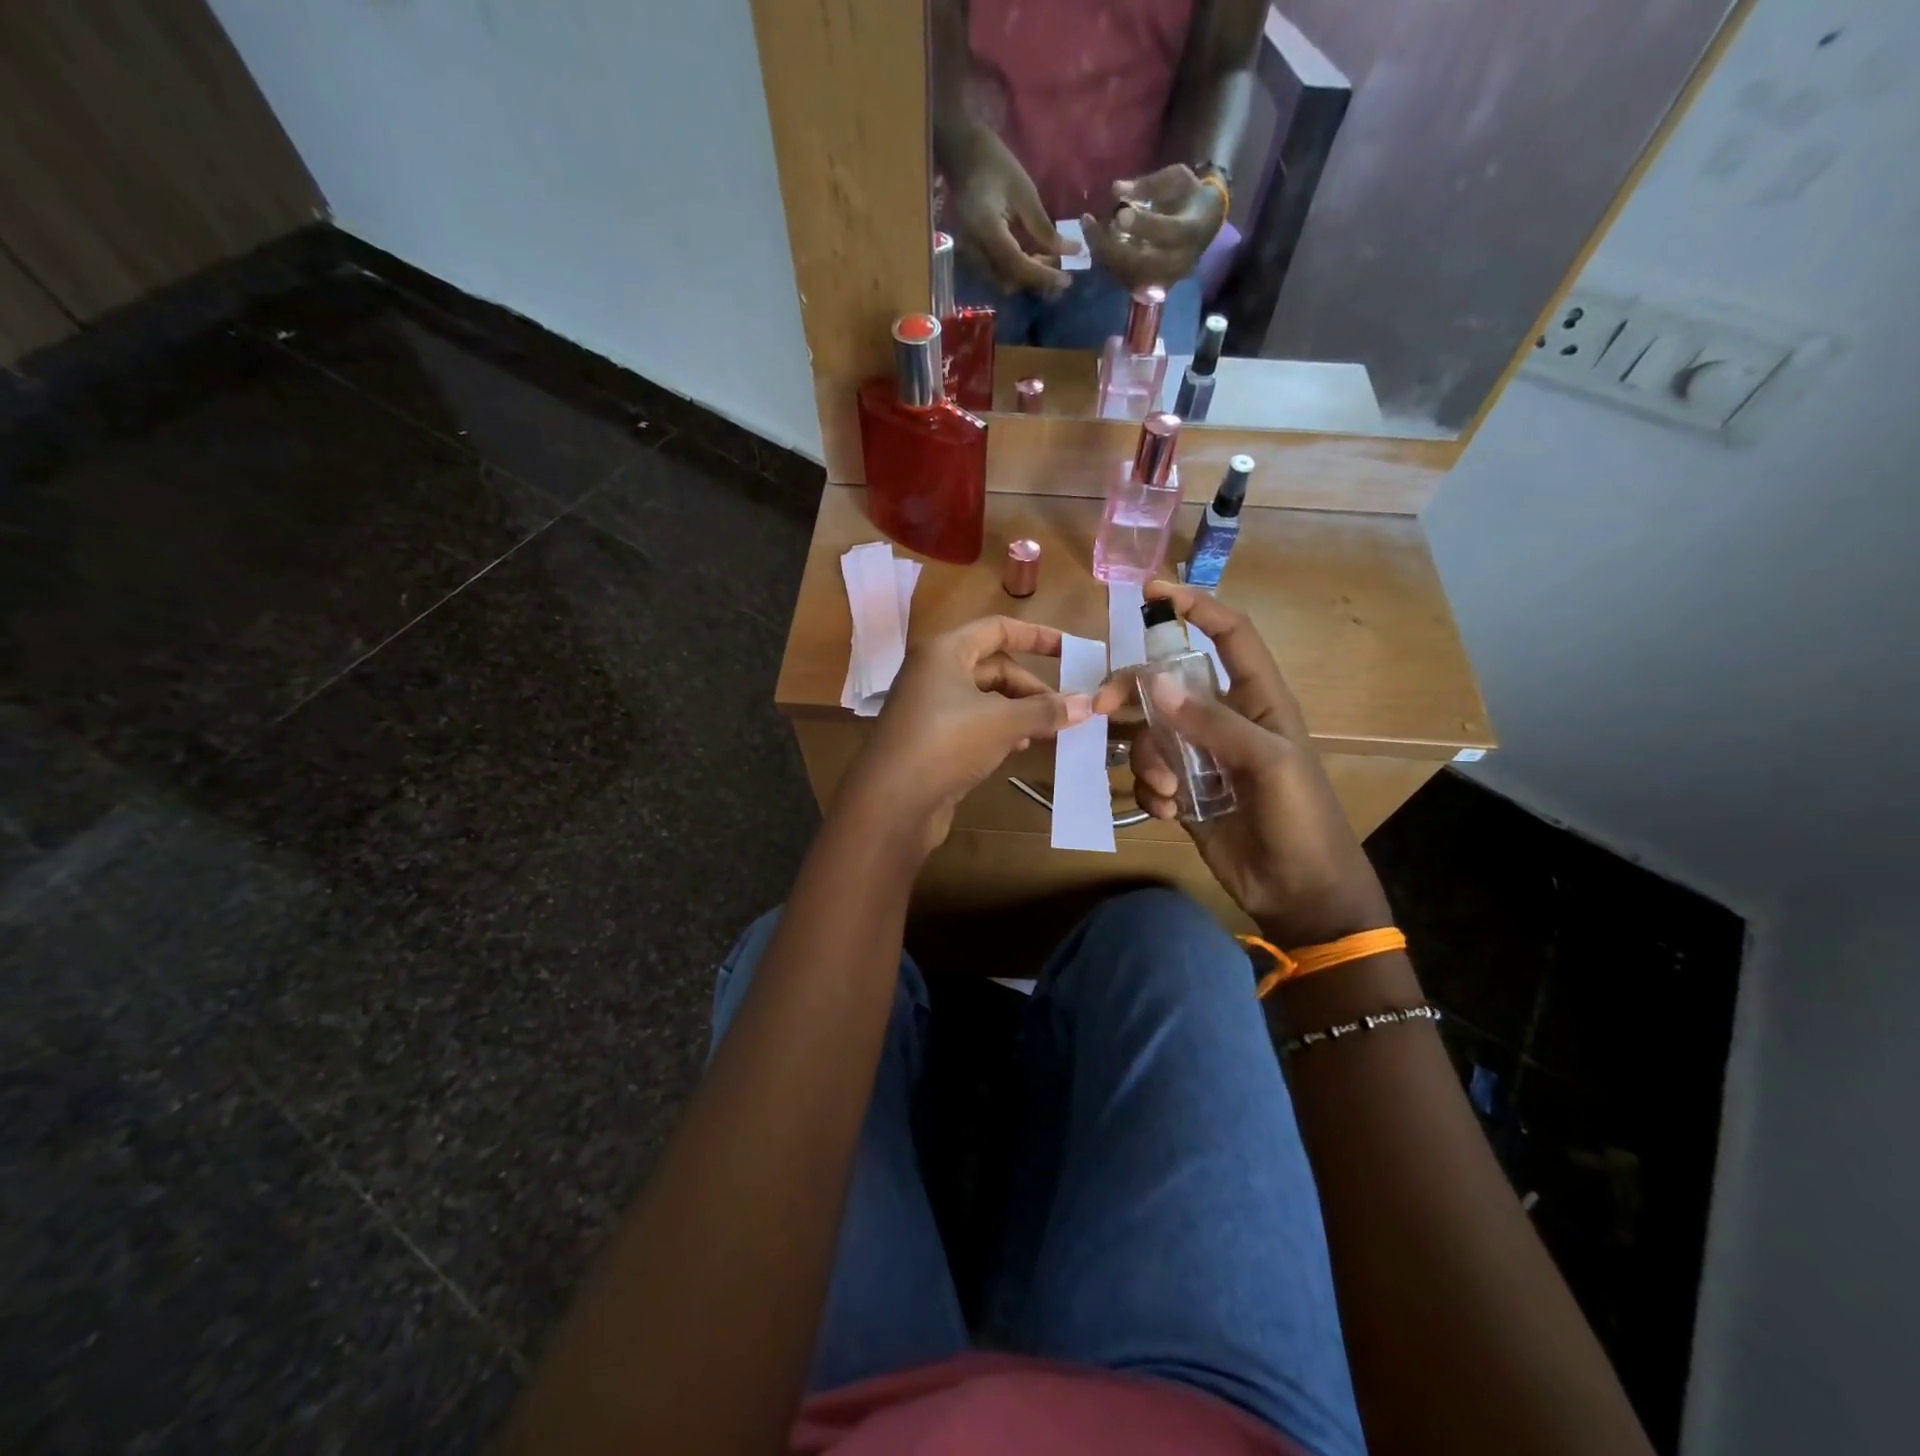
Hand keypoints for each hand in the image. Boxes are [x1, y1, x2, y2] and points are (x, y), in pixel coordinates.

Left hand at [843, 616, 1091, 853]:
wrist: (892, 802)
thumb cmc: (946, 743)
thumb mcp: (1003, 722)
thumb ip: (1045, 710)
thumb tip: (1087, 704)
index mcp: (945, 651)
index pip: (998, 629)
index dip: (1038, 637)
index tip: (1072, 651)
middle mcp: (934, 672)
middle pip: (995, 668)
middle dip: (1032, 688)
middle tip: (1065, 711)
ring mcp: (930, 707)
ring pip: (986, 699)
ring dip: (1019, 712)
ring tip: (1050, 732)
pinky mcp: (931, 739)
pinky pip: (974, 724)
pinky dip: (1000, 730)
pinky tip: (1019, 748)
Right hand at [947, 126, 1081, 295]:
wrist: (963, 156)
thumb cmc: (996, 165)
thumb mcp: (1025, 193)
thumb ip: (1043, 228)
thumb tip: (1068, 251)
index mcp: (987, 230)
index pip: (1017, 265)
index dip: (1043, 276)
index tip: (1067, 280)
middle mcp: (974, 250)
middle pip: (1009, 280)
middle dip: (1036, 278)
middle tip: (1060, 265)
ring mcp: (970, 256)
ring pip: (1003, 281)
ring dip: (1027, 277)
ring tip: (1048, 260)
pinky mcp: (973, 256)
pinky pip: (997, 274)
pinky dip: (1017, 271)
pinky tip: (1032, 256)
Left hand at [1080, 165, 1225, 292]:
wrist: (1204, 225)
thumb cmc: (1189, 196)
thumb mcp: (1176, 178)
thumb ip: (1149, 184)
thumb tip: (1116, 189)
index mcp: (1191, 231)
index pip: (1167, 232)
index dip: (1142, 225)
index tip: (1119, 213)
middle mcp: (1178, 262)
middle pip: (1140, 261)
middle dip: (1110, 244)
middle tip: (1088, 222)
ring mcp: (1164, 279)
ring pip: (1127, 273)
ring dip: (1104, 252)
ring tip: (1089, 228)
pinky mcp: (1151, 287)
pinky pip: (1124, 278)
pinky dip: (1107, 260)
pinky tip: (1097, 240)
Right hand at [1092, 582, 1391, 948]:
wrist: (1301, 892)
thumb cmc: (1302, 820)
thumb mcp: (1270, 764)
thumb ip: (1214, 723)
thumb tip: (1156, 684)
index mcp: (1257, 700)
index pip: (1229, 636)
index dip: (1197, 607)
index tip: (1153, 590)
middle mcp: (1223, 720)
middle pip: (1166, 684)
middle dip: (1134, 692)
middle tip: (1104, 706)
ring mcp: (1200, 757)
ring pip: (1149, 734)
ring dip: (1148, 760)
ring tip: (1170, 792)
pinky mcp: (1183, 792)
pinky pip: (1147, 775)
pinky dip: (1149, 790)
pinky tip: (1168, 811)